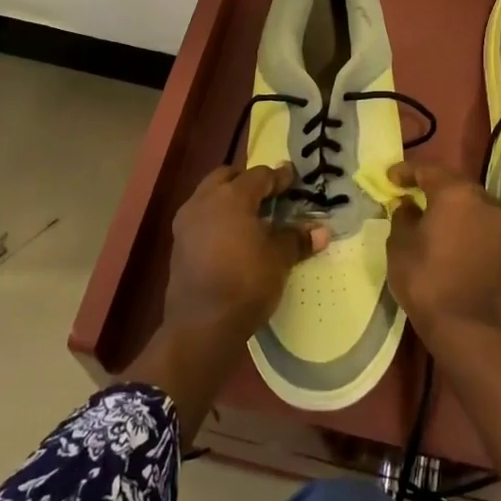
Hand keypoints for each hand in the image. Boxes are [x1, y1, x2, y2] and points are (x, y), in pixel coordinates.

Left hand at [164, 163, 326, 348]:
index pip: (259, 175)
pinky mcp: (178, 245)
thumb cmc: (246, 282)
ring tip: (250, 217)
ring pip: (209, 196)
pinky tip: (231, 238)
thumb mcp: (279, 259)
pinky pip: (200, 219)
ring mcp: (186, 222)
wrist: (202, 325)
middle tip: (268, 194)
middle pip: (227, 177)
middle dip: (247, 181)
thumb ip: (297, 239)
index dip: (279, 177)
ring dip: (228, 199)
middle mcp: (204, 201)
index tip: (293, 179)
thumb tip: (321, 231)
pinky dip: (217, 219)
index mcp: (231, 196)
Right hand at [384, 161, 500, 352]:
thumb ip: (403, 216)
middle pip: (452, 182)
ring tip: (424, 210)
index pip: (427, 170)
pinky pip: (477, 219)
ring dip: (447, 201)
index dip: (405, 171)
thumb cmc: (426, 279)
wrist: (466, 326)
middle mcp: (482, 200)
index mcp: (455, 193)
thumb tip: (409, 205)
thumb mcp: (400, 244)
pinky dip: (460, 218)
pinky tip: (443, 229)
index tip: (389, 178)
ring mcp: (497, 222)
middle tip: (406, 190)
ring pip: (467, 200)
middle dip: (429, 183)